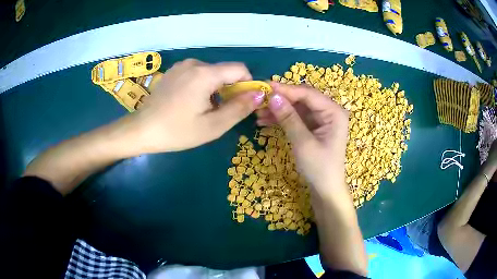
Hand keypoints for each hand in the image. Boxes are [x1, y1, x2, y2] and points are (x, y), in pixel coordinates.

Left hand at [131, 59, 264, 152]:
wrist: (142, 130)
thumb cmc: (177, 131)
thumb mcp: (212, 126)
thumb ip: (239, 108)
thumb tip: (259, 95)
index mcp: (205, 74)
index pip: (239, 69)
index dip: (247, 84)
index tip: (242, 103)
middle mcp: (194, 63)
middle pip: (224, 72)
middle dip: (229, 90)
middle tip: (219, 113)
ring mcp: (181, 66)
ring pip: (210, 73)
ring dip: (214, 89)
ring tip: (201, 110)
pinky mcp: (173, 72)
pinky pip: (196, 74)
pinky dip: (201, 86)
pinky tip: (189, 103)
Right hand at [256, 82, 349, 196]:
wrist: (325, 190)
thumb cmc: (319, 168)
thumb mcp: (303, 143)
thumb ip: (289, 118)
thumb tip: (272, 96)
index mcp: (334, 112)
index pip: (308, 94)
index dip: (286, 89)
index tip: (265, 86)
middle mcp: (329, 112)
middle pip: (302, 99)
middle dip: (280, 100)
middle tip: (259, 99)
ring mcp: (321, 120)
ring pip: (297, 108)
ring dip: (278, 110)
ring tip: (257, 113)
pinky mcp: (313, 128)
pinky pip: (296, 118)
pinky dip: (282, 119)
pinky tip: (265, 121)